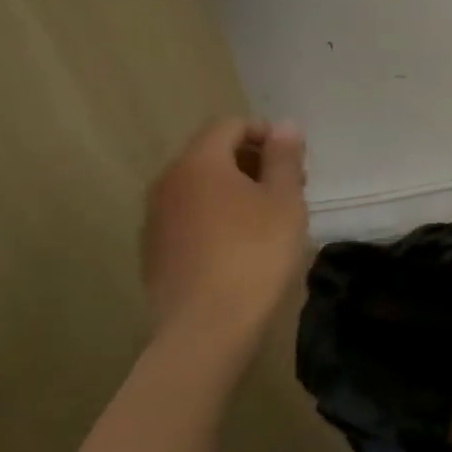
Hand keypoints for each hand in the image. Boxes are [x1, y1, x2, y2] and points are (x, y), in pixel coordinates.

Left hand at [142, 118, 309, 356]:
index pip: (230, 125)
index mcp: (199, 164)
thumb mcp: (285, 201)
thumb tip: (284, 124)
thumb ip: (284, 158)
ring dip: (236, 190)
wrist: (207, 327)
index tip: (295, 161)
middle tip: (291, 188)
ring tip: (271, 218)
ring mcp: (156, 219)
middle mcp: (168, 183)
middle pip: (212, 154)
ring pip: (201, 187)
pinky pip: (191, 216)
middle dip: (253, 162)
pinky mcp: (156, 251)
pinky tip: (243, 246)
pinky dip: (218, 217)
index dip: (266, 133)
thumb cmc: (255, 254)